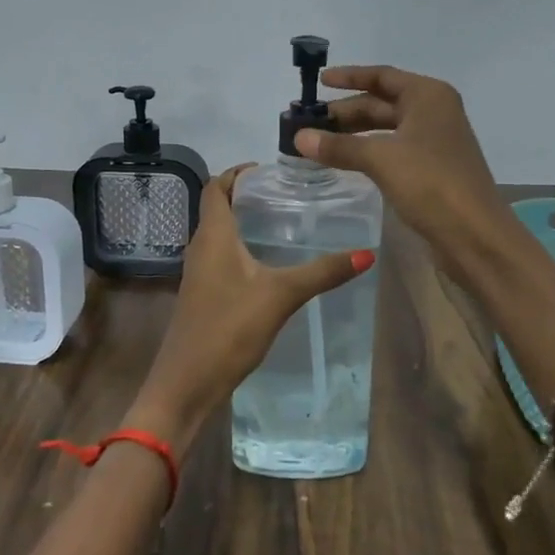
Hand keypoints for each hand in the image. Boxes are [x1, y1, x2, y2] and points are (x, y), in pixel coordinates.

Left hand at [128, 164, 374, 453]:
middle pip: (218, 208)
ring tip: (285, 223)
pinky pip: (222, 258)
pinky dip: (243, 249)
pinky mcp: (203, 295)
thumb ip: (322, 273)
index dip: (238, 172)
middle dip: (247, 196)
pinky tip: (270, 265)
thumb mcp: (281, 296)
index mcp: (212, 235)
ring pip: (220, 235)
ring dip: (245, 223)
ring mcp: (199, 273)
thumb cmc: (228, 328)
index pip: (216, 186)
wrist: (187, 383)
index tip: (270, 171)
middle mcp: (200, 247)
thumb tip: (367, 253)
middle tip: (288, 195)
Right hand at [294, 65, 512, 284]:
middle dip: (346, 112)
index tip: (320, 81)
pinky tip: (346, 161)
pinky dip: (368, 151)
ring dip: (354, 133)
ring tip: (319, 141)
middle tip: (309, 122)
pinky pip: (392, 149)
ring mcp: (435, 141)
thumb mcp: (381, 159)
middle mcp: (434, 112)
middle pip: (382, 103)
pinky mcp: (432, 168)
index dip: (350, 77)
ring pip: (386, 129)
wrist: (475, 235)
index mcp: (428, 96)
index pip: (382, 76)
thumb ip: (339, 146)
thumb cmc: (431, 183)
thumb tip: (298, 137)